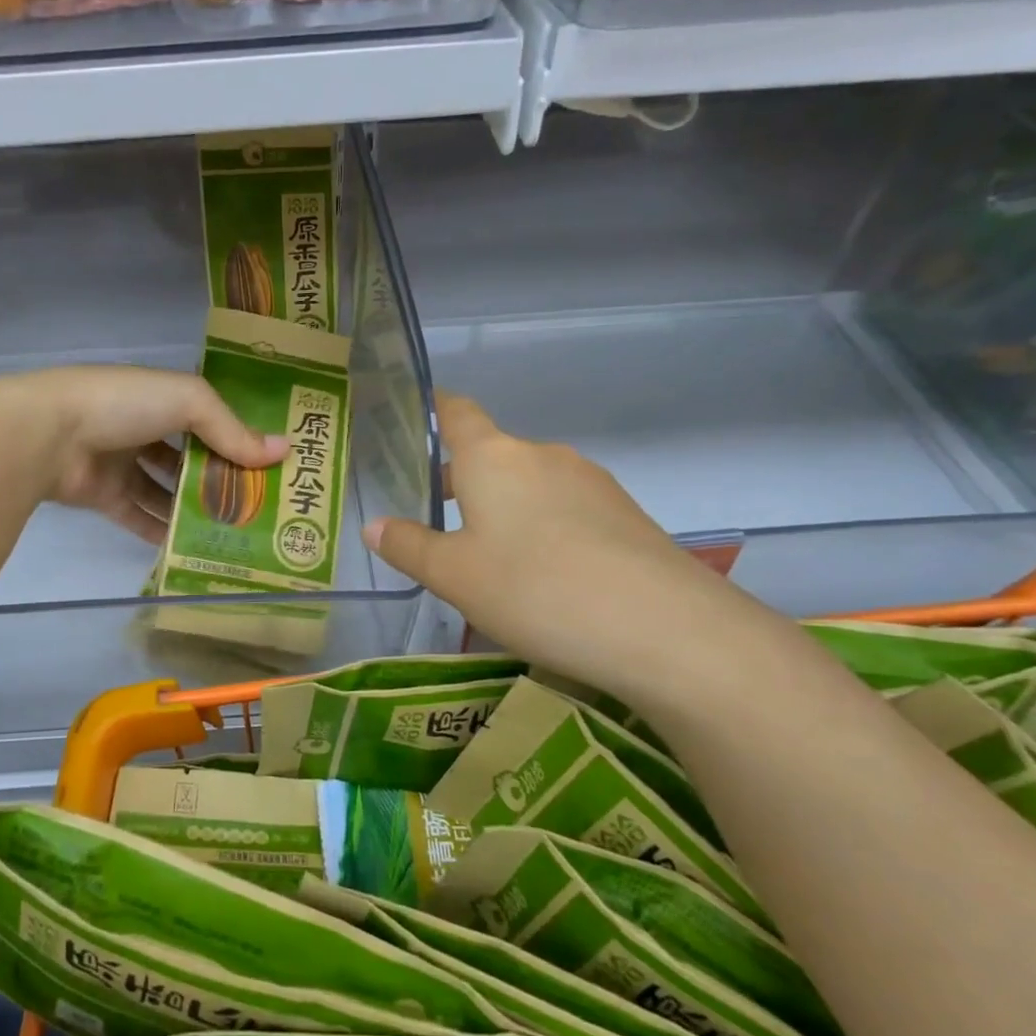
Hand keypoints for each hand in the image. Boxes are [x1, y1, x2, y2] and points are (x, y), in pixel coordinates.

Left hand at [0, 366, 286, 543]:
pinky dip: (162, 531)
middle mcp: (142, 427)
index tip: (270, 464)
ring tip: (232, 531)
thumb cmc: (122, 404)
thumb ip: (232, 430)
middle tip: (257, 505)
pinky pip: (140, 516)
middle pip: (189, 456)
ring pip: (166, 489)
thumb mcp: (188, 403)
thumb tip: (283, 451)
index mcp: (160, 397)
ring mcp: (121, 463)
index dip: (238, 437)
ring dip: (193, 508)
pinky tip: (192, 548)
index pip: (209, 418)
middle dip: (219, 478)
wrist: (45, 435)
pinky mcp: (104, 496)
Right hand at [363, 392, 756, 699]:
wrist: (662, 627)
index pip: (457, 412)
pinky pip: (567, 509)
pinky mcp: (625, 513)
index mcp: (493, 458)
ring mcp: (591, 482)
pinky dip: (545, 528)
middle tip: (440, 525)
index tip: (419, 412)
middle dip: (464, 482)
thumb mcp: (454, 576)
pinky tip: (547, 576)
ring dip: (507, 509)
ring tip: (494, 561)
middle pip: (493, 455)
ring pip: (531, 485)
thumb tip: (373, 526)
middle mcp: (542, 455)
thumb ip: (409, 547)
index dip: (436, 408)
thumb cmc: (534, 589)